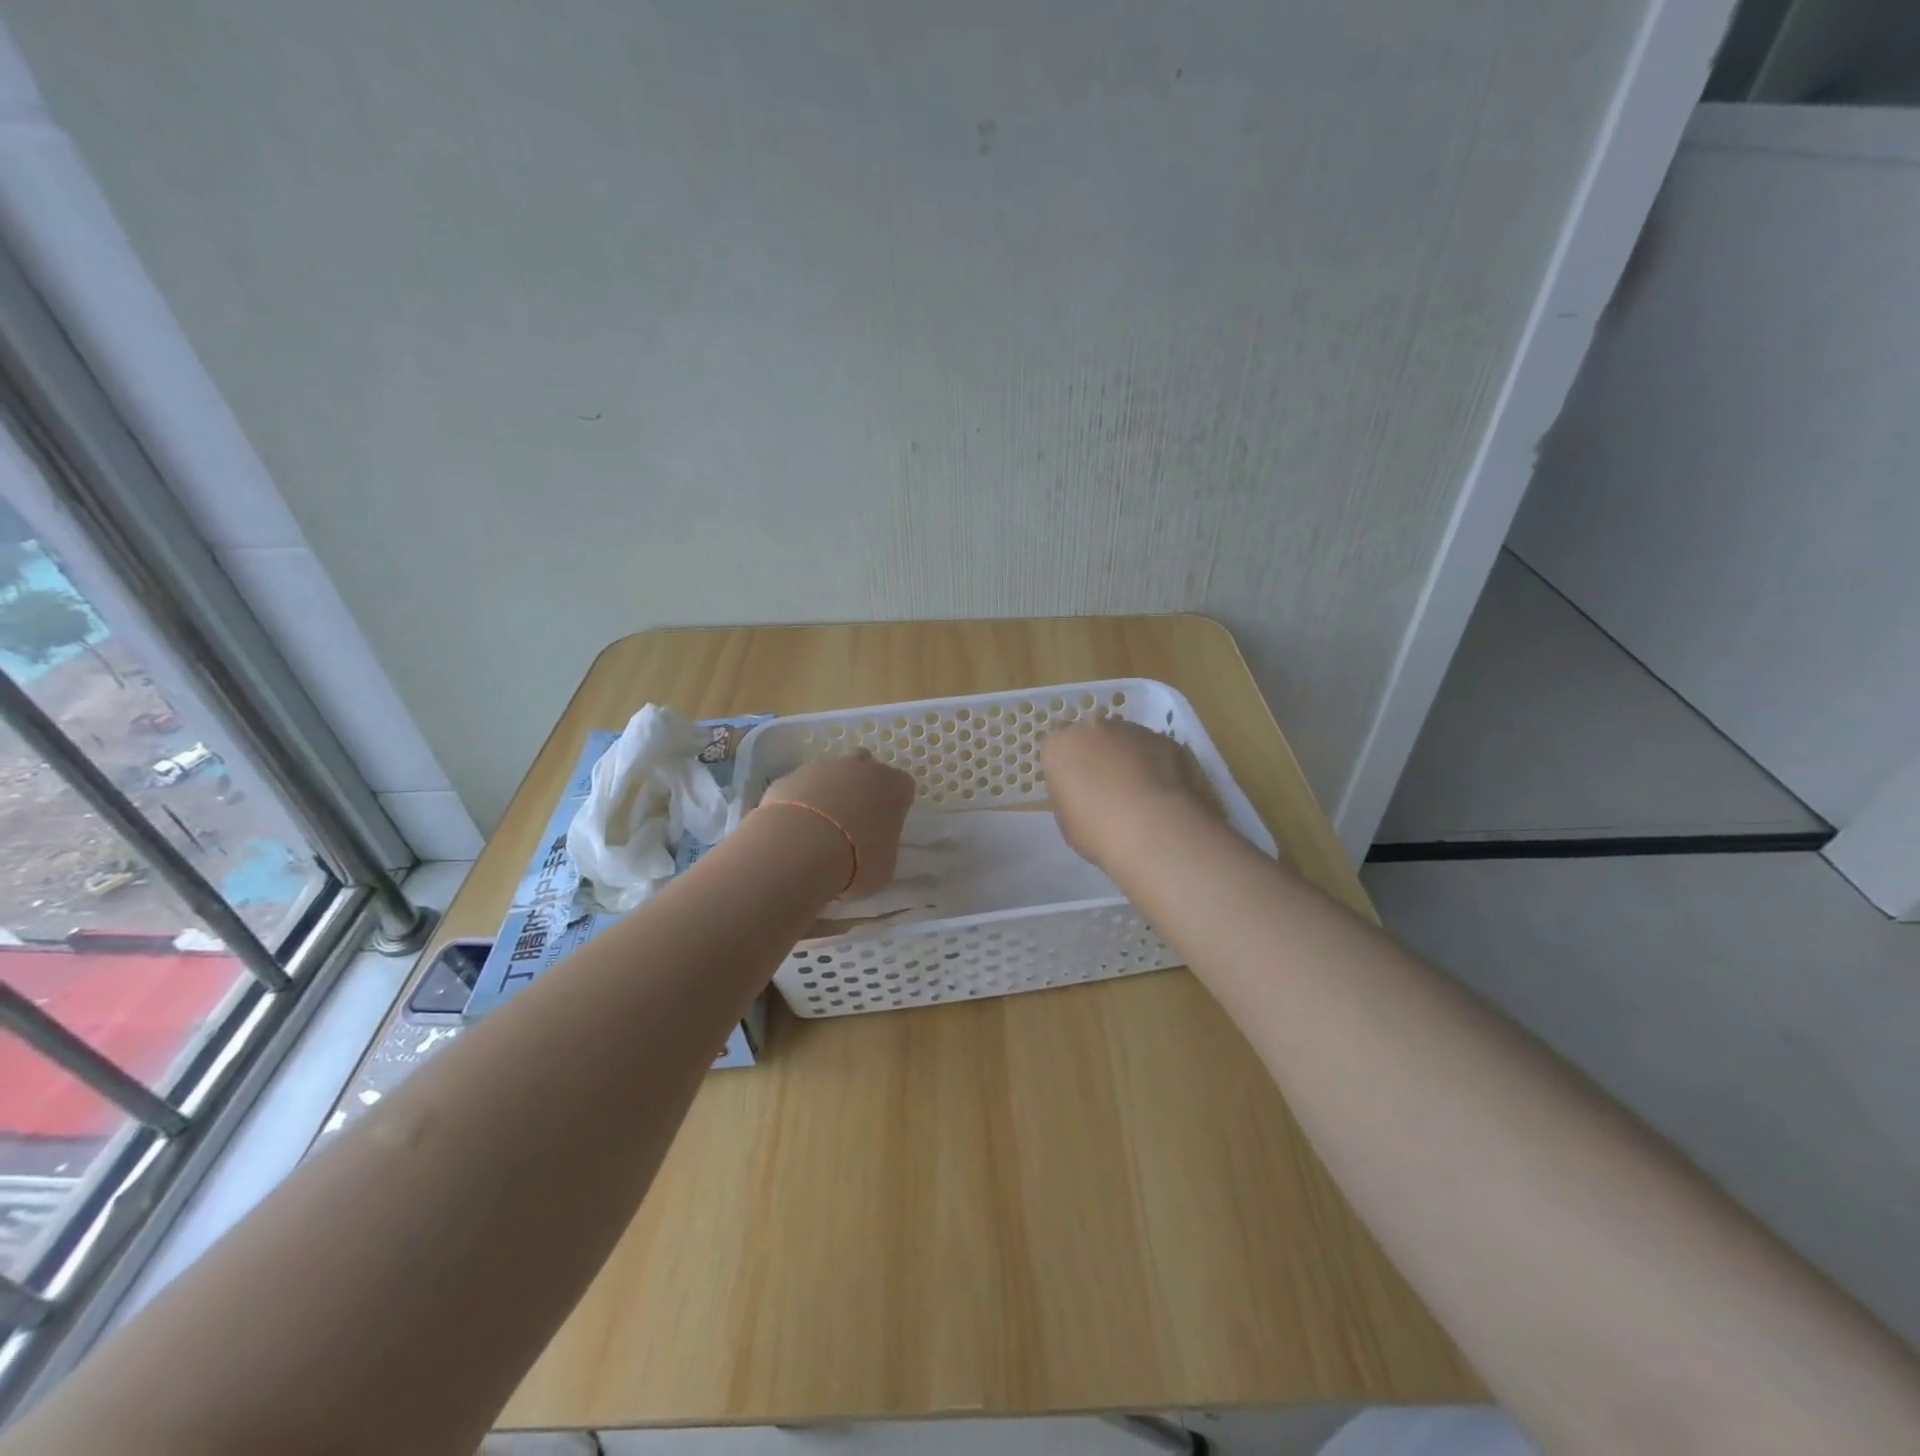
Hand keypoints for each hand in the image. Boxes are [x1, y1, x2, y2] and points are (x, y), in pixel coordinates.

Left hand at [757, 752, 915, 896]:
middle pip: (865, 767)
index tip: (884, 827)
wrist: (800, 849)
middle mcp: (861, 768)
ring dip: (827, 794)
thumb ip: (882, 848)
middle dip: (861, 787)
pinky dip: (799, 803)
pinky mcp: (790, 777)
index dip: (894, 805)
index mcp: (893, 786)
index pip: (902, 786)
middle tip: (853, 820)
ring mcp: (822, 768)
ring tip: (818, 830)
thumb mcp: (884, 866)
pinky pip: (799, 788)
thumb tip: (872, 849)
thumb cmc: (856, 861)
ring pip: (830, 774)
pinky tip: (794, 830)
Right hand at [1041, 719, 1219, 867]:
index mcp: (1060, 747)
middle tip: (1107, 788)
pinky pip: (1154, 750)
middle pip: (1092, 737)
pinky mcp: (1165, 739)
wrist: (1153, 829)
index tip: (1075, 787)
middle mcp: (1093, 728)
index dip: (1067, 767)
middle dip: (1098, 755)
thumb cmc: (1097, 831)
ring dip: (1128, 758)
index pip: (1056, 747)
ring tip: (1140, 793)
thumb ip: (1071, 797)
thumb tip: (1086, 794)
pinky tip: (1162, 794)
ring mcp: (1132, 730)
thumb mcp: (1067, 821)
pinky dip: (1156, 765)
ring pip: (1125, 740)